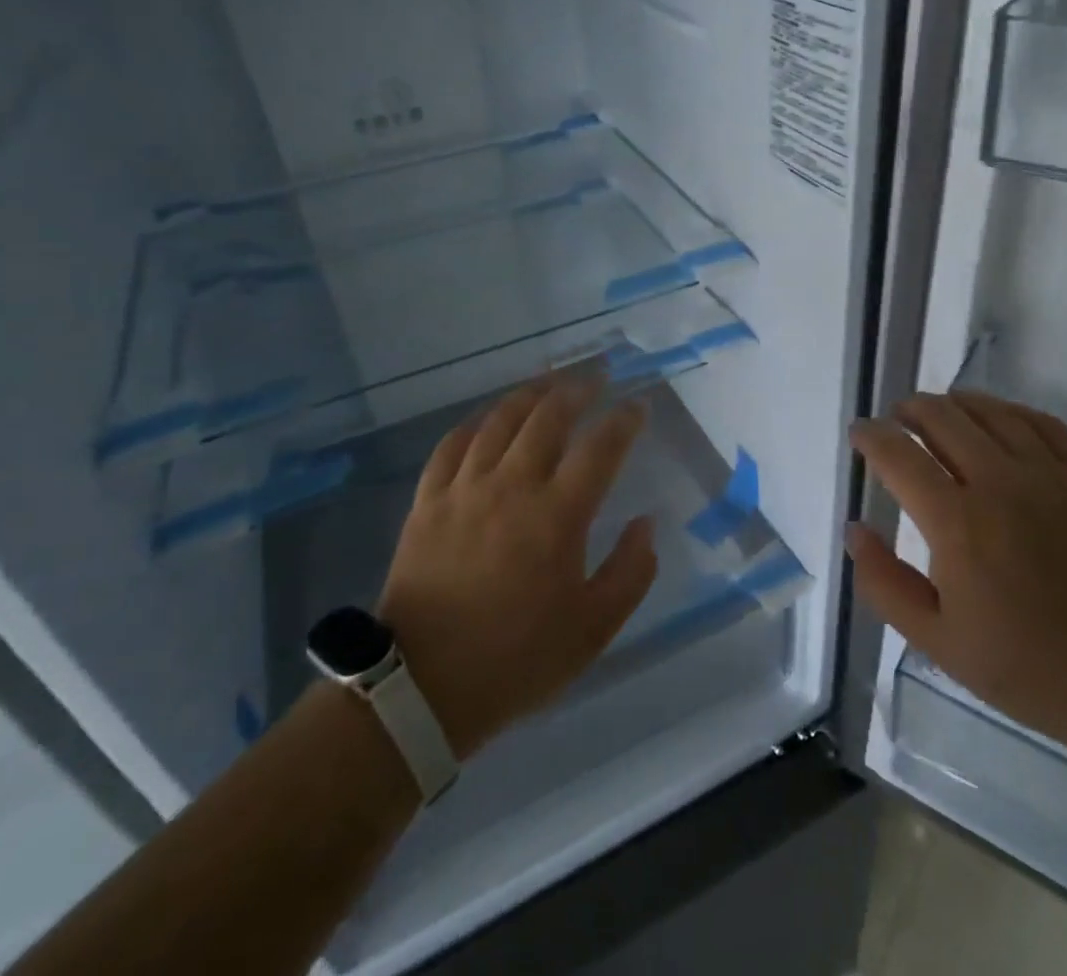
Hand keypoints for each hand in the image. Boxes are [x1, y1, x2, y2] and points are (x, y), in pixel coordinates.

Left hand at [377, 376, 657, 759]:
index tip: (639, 406)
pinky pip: (452, 444)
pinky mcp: (428, 502)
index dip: (624, 420)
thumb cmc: (516, 660)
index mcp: (557, 516)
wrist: (420, 689)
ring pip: (500, 420)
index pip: (601, 448)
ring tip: (549, 382)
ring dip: (529, 394)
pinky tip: (488, 417)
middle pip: (548, 417)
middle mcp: (512, 487)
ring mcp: (464, 490)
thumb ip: (630, 572)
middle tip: (596, 376)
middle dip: (577, 389)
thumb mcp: (593, 630)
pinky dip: (476, 422)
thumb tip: (646, 523)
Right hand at [848, 391, 1066, 765]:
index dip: (872, 436)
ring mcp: (1051, 475)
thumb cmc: (1030, 669)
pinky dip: (1011, 411)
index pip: (899, 455)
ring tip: (940, 410)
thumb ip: (885, 584)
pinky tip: (1001, 419)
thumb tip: (854, 530)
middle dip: (910, 411)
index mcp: (958, 523)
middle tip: (897, 420)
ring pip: (992, 412)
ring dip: (955, 403)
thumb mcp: (939, 643)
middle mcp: (1000, 483)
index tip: (859, 432)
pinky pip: (1044, 423)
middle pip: (943, 419)